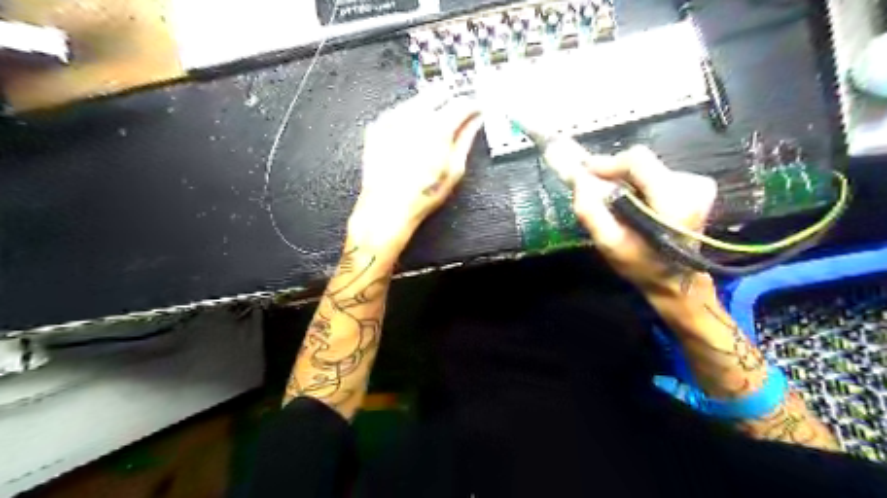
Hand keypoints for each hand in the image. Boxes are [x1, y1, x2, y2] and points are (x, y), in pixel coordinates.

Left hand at [348, 91, 484, 256]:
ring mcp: (393, 119)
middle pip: (437, 92)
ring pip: (417, 100)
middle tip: (456, 113)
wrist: (387, 206)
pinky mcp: (378, 126)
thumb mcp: (453, 170)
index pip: (462, 103)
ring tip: (433, 128)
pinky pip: (398, 112)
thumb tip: (474, 123)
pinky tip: (412, 135)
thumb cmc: (420, 194)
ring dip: (429, 107)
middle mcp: (414, 116)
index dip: (473, 105)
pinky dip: (409, 117)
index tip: (476, 109)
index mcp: (437, 127)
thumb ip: (466, 140)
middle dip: (450, 100)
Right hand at [568, 146, 719, 296]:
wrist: (677, 280)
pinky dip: (637, 185)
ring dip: (625, 180)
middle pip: (640, 162)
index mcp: (674, 201)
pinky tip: (633, 204)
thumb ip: (590, 212)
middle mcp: (692, 185)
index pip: (637, 160)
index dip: (607, 163)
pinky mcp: (696, 185)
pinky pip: (655, 174)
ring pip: (646, 168)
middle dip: (613, 173)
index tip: (584, 172)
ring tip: (613, 202)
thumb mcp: (609, 244)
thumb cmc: (642, 265)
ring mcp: (697, 184)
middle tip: (593, 188)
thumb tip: (578, 179)